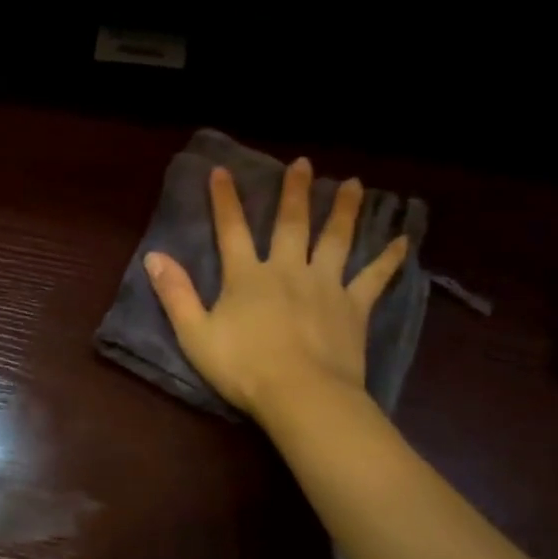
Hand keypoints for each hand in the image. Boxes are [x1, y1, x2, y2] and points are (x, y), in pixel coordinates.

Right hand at [144, 159, 407, 424]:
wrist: (301, 395)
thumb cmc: (243, 368)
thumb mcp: (195, 334)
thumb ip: (175, 293)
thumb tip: (154, 255)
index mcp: (247, 277)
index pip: (232, 230)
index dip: (225, 200)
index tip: (222, 170)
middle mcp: (287, 270)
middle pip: (292, 224)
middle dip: (295, 191)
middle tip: (303, 163)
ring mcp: (325, 286)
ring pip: (336, 240)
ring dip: (344, 210)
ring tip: (353, 184)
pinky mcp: (353, 307)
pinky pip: (374, 278)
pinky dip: (389, 259)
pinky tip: (404, 241)